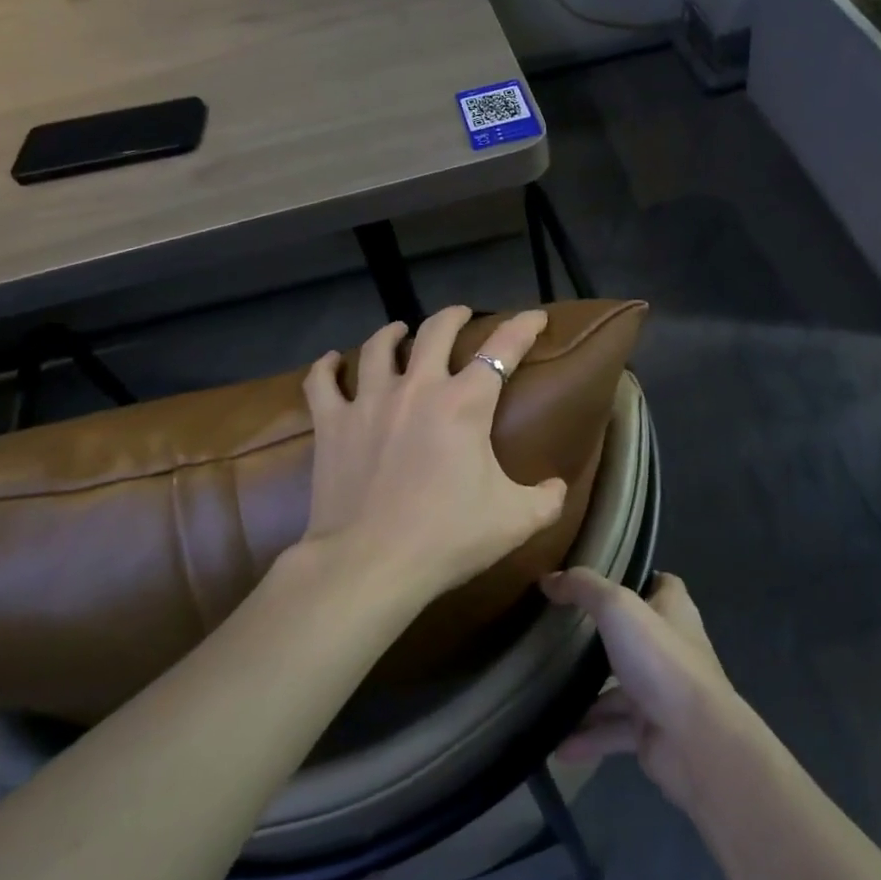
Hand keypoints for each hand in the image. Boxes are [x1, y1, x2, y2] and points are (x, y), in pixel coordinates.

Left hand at [301, 305, 567, 598]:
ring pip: (379, 347)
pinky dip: (327, 366)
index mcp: (465, 404)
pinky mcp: (332, 424)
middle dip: (453, 316)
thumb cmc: (447, 537)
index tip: (535, 316)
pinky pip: (322, 382)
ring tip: (400, 331)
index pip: (502, 349)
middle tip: (462, 315)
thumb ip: (547, 499)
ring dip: (393, 333)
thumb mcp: (515, 521)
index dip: (523, 327)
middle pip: (435, 331)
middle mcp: (418, 388)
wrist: (369, 564)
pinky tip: (332, 360)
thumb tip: (558, 487)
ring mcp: (369, 402)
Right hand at [541, 570, 746, 811]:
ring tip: (547, 694)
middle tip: (561, 634)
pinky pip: (614, 731)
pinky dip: (588, 738)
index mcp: (673, 611)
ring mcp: (662, 691)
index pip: (661, 584)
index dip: (636, 578)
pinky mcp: (653, 731)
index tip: (600, 580)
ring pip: (619, 688)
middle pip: (634, 635)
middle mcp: (671, 648)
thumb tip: (548, 579)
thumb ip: (583, 589)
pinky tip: (558, 746)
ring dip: (587, 696)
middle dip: (602, 637)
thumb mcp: (617, 608)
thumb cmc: (660, 660)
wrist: (696, 741)